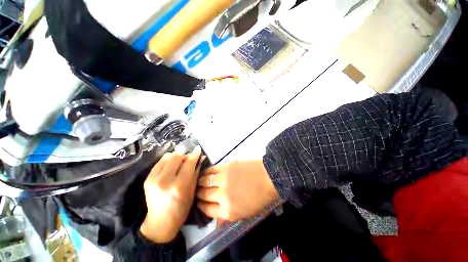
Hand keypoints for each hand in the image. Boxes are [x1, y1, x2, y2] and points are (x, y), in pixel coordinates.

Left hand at [140, 146, 201, 242]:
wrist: (160, 223)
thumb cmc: (181, 209)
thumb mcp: (192, 191)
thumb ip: (195, 172)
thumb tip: (200, 158)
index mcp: (179, 186)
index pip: (188, 163)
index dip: (194, 155)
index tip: (198, 149)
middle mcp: (165, 181)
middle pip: (177, 158)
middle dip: (185, 156)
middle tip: (188, 160)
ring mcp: (153, 179)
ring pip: (168, 157)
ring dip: (176, 157)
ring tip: (180, 163)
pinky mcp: (147, 179)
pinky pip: (159, 162)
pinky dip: (167, 160)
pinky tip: (171, 165)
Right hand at [196, 160, 279, 220]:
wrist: (268, 178)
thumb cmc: (259, 198)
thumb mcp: (244, 214)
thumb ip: (227, 216)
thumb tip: (216, 218)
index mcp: (228, 211)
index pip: (207, 210)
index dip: (201, 206)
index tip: (199, 202)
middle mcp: (222, 195)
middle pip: (203, 195)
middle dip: (199, 194)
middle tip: (198, 191)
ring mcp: (224, 179)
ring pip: (204, 181)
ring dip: (200, 182)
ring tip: (199, 181)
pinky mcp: (226, 166)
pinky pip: (211, 169)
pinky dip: (206, 171)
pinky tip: (204, 172)